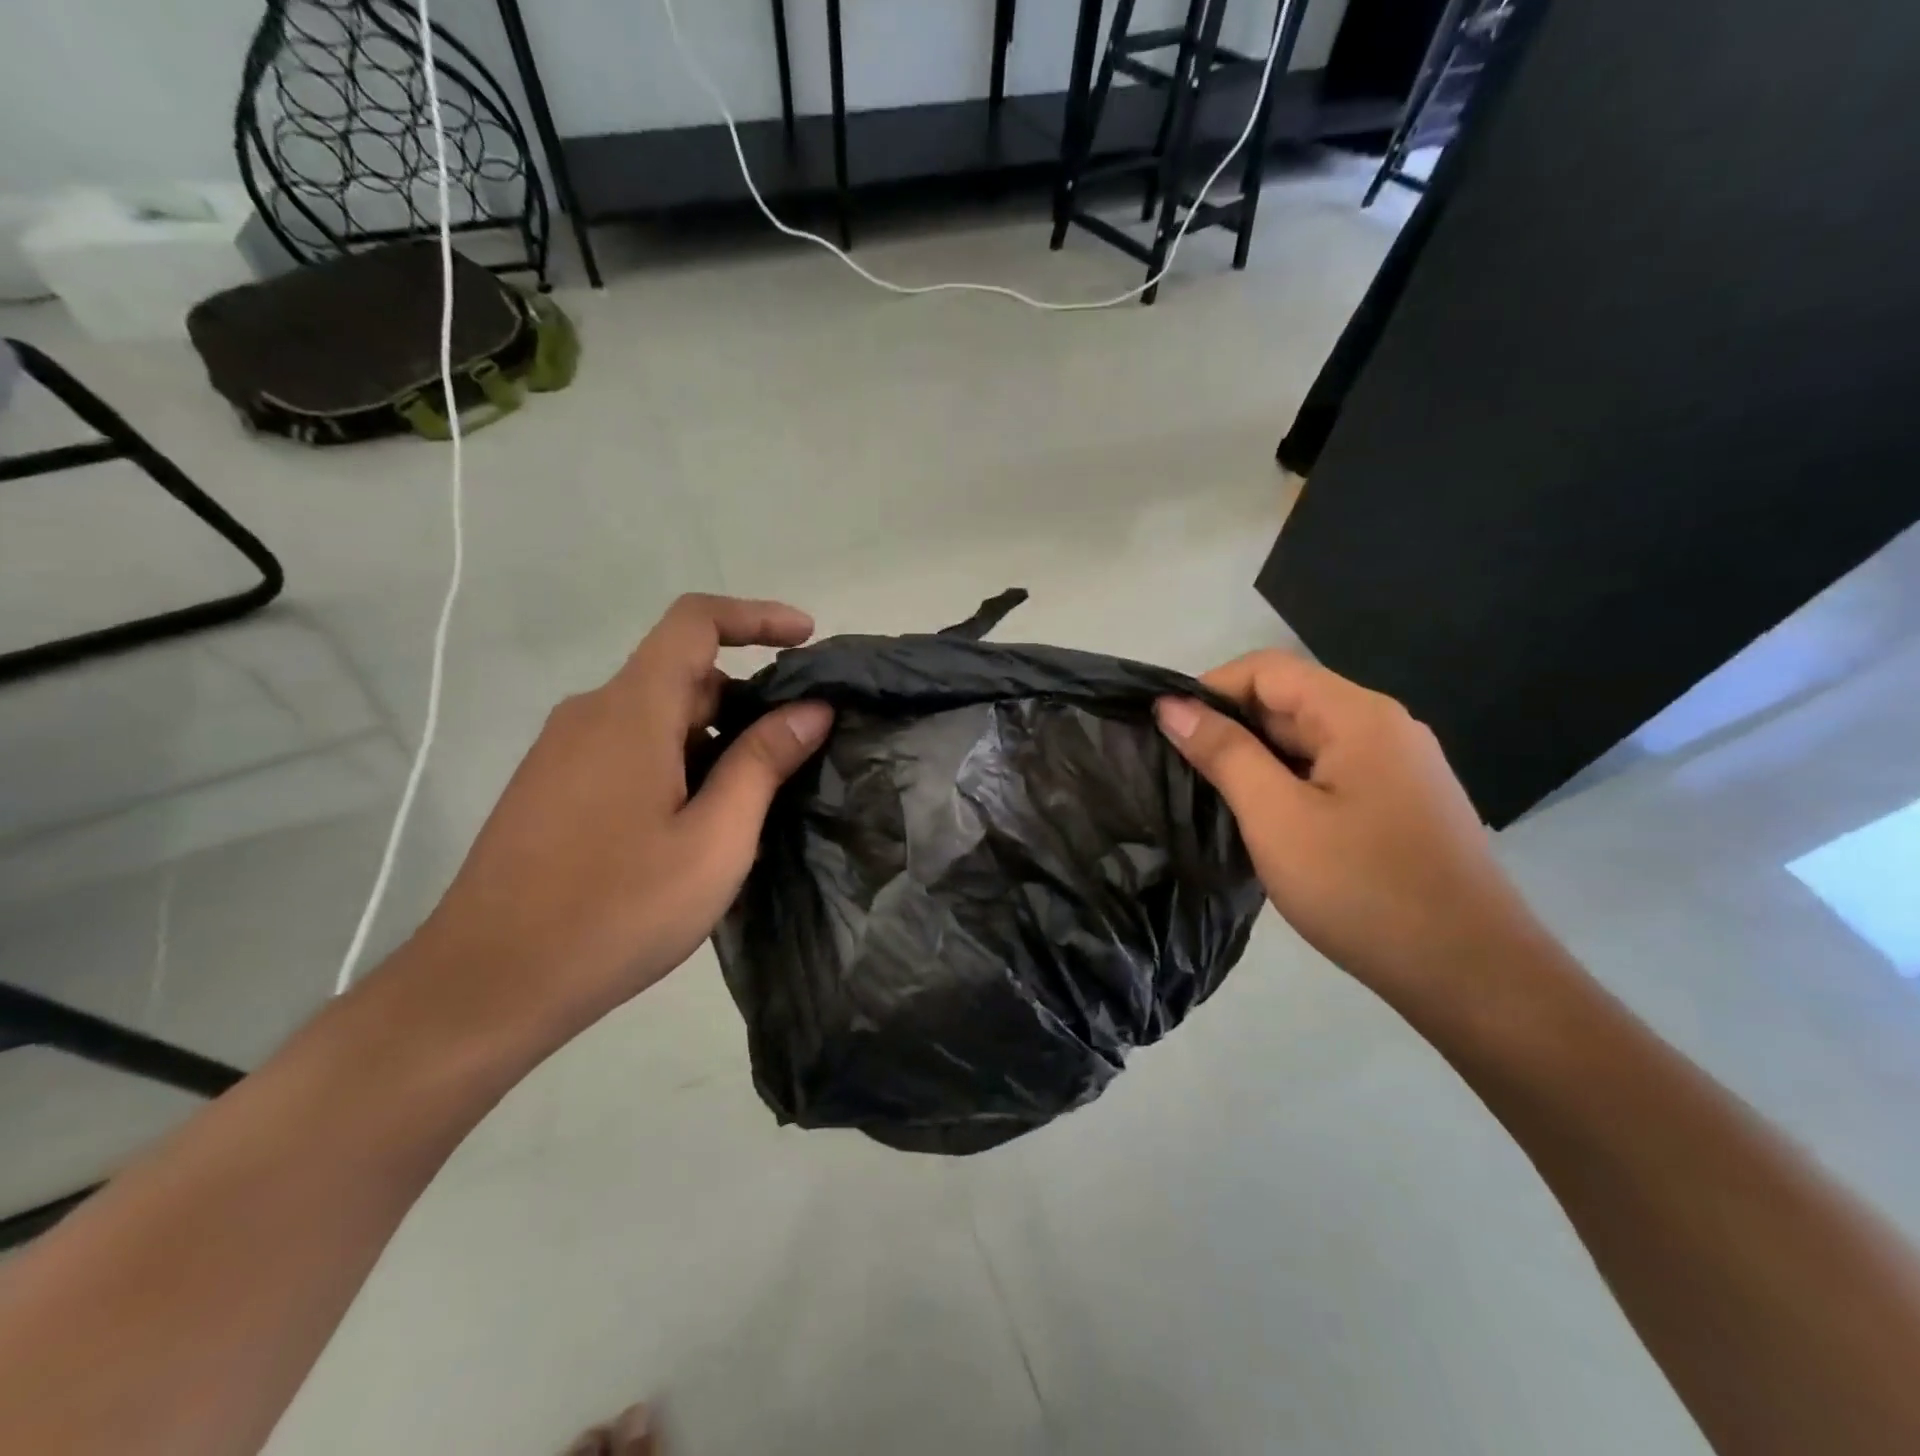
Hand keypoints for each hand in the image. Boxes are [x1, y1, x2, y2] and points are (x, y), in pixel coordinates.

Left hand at [413, 594, 831, 1037]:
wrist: (487, 985)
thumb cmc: (615, 910)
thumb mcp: (714, 840)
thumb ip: (763, 763)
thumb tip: (810, 707)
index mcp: (631, 710)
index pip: (695, 621)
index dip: (757, 617)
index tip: (807, 640)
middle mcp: (591, 714)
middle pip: (681, 673)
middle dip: (746, 698)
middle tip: (795, 752)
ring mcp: (562, 752)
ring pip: (655, 716)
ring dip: (712, 737)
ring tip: (752, 802)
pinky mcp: (550, 788)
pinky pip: (627, 748)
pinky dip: (676, 760)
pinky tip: (694, 825)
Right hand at [1155, 652, 1541, 998]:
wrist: (1472, 975)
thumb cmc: (1363, 889)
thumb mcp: (1276, 818)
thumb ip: (1224, 753)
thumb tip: (1172, 706)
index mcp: (1358, 715)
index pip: (1268, 669)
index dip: (1210, 688)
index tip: (1167, 730)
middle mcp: (1383, 727)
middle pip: (1290, 700)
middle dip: (1230, 726)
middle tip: (1180, 770)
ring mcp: (1397, 767)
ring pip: (1308, 741)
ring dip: (1256, 759)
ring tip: (1210, 796)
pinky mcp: (1400, 804)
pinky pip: (1329, 773)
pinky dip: (1286, 784)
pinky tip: (1262, 821)